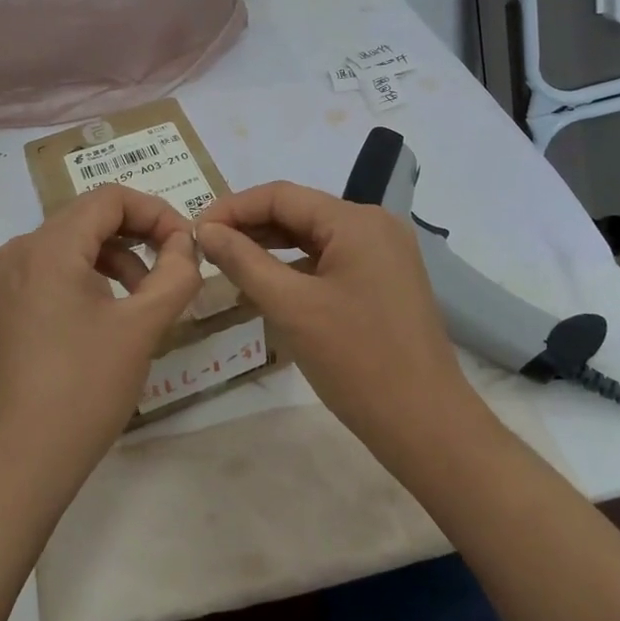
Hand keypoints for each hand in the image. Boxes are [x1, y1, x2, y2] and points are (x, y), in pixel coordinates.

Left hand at [0, 185, 202, 508]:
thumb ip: (175, 274)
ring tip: (144, 299)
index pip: (109, 199)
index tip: (186, 245)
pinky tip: (104, 314)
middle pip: (86, 219)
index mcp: (46, 248)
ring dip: (112, 259)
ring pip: (67, 246)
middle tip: (173, 269)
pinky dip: (83, 278)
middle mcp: (15, 253)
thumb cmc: (82, 392)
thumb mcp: (142, 328)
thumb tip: (185, 244)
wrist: (15, 468)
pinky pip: (46, 272)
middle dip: (137, 236)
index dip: (156, 211)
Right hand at [196, 181, 475, 455]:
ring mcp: (383, 254)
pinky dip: (295, 268)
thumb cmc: (356, 360)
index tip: (194, 231)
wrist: (425, 424)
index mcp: (356, 221)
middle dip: (249, 226)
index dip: (232, 208)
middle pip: (298, 212)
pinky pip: (329, 260)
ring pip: (313, 237)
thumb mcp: (290, 306)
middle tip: (204, 248)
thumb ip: (243, 260)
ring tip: (226, 263)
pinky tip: (266, 284)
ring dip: (269, 247)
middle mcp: (374, 225)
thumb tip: (205, 229)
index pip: (281, 196)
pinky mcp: (383, 281)